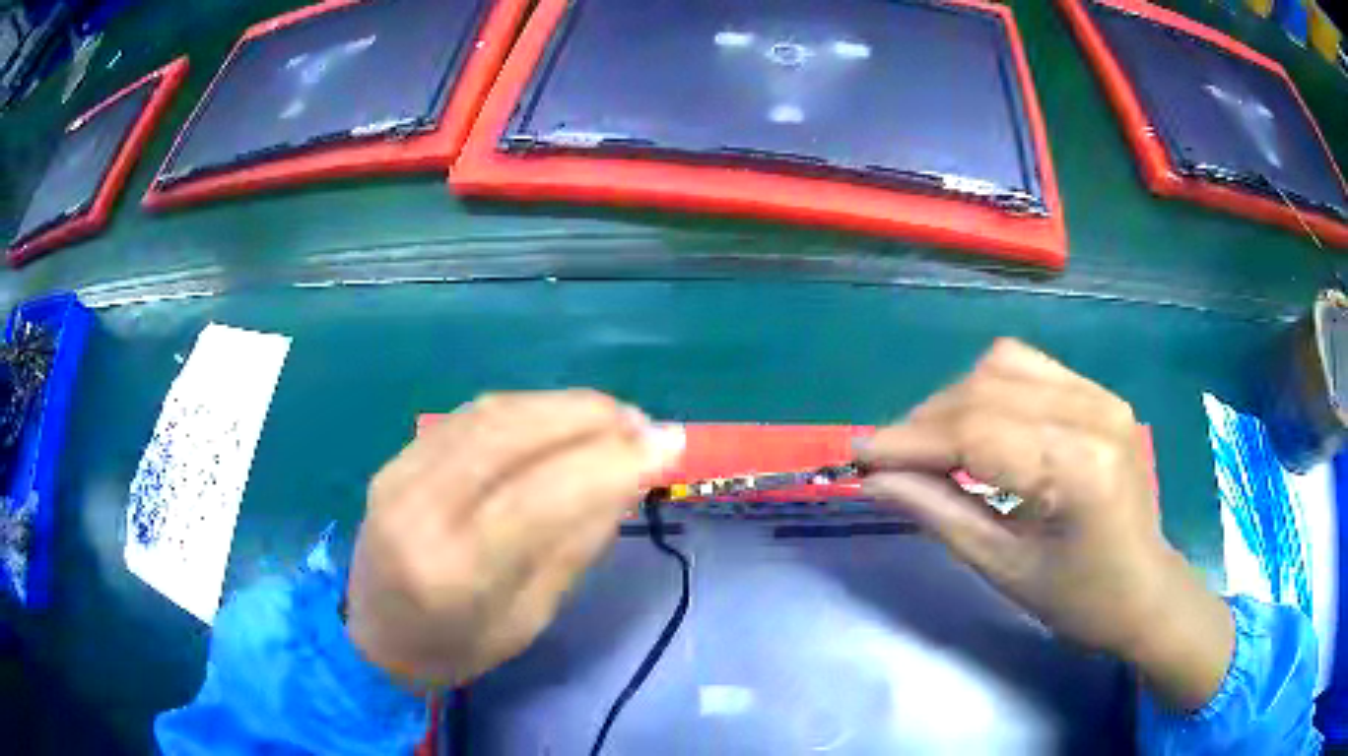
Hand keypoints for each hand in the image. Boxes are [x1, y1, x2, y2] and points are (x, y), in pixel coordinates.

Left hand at [345, 390, 683, 688]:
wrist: (373, 636)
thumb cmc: (457, 648)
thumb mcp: (529, 620)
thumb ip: (573, 546)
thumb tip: (626, 479)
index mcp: (454, 572)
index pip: (540, 497)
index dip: (611, 463)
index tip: (669, 445)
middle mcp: (418, 509)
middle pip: (511, 437)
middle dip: (590, 418)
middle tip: (645, 425)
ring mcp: (399, 474)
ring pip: (490, 414)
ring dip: (561, 406)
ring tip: (612, 417)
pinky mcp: (396, 457)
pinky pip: (469, 416)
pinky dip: (525, 408)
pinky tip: (558, 418)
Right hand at [856, 339, 1233, 711]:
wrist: (1145, 589)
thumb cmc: (1079, 599)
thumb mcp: (1004, 569)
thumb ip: (939, 513)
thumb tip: (876, 480)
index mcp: (1077, 468)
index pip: (976, 431)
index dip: (909, 441)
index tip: (858, 455)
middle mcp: (1093, 412)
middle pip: (986, 389)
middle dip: (924, 421)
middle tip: (887, 458)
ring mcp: (1101, 394)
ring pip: (1003, 364)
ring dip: (954, 399)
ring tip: (929, 443)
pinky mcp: (1101, 393)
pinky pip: (1029, 368)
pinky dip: (987, 389)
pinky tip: (976, 424)